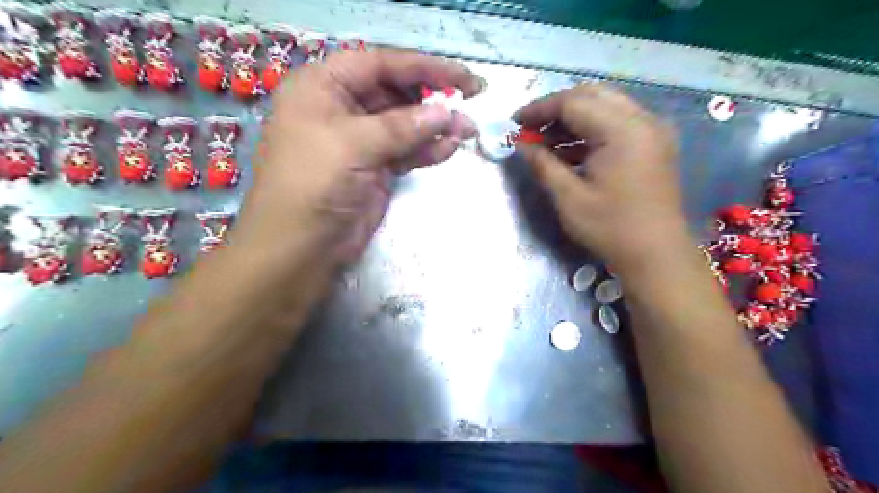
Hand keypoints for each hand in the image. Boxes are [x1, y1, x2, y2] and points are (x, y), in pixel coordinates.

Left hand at [231, 49, 479, 270]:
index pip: (379, 64)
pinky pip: (406, 152)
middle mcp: (341, 109)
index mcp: (322, 88)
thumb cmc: (312, 184)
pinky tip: (449, 148)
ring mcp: (360, 142)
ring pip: (404, 125)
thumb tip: (446, 113)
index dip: (421, 67)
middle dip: (431, 98)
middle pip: (394, 92)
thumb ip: (401, 126)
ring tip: (467, 130)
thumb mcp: (352, 145)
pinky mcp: (374, 169)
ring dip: (435, 127)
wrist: (300, 248)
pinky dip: (427, 150)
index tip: (460, 75)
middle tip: (470, 101)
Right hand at [516, 82, 685, 274]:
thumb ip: (543, 164)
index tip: (515, 122)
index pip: (574, 102)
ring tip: (546, 141)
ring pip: (606, 106)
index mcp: (623, 131)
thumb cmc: (610, 229)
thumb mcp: (568, 198)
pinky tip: (571, 150)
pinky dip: (591, 130)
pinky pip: (618, 122)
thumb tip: (521, 144)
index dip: (540, 109)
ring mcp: (653, 131)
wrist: (656, 255)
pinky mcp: (654, 144)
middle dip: (556, 108)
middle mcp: (643, 120)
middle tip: (531, 128)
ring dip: (574, 118)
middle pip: (592, 95)